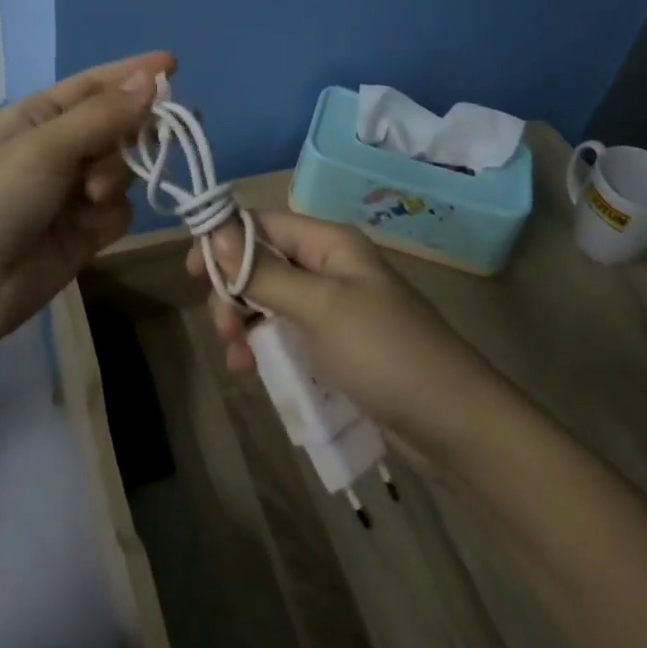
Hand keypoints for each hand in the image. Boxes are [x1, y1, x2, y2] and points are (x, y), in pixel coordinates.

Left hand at [0, 52, 174, 342]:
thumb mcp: (46, 147)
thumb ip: (104, 115)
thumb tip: (153, 78)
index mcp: (42, 115)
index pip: (98, 84)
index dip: (135, 73)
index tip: (174, 64)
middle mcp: (61, 147)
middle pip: (119, 126)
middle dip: (133, 132)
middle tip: (166, 134)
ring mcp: (75, 191)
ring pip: (126, 169)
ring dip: (117, 177)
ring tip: (91, 195)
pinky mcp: (86, 231)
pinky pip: (122, 210)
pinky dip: (111, 215)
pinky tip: (89, 228)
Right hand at [192, 210, 505, 463]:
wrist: (453, 423)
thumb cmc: (385, 352)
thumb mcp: (319, 308)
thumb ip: (264, 272)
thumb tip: (214, 232)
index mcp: (330, 243)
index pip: (264, 224)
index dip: (225, 241)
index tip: (192, 274)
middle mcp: (330, 267)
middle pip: (264, 263)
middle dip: (235, 292)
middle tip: (224, 329)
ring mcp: (335, 308)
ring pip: (272, 302)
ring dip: (247, 325)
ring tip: (238, 360)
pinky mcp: (337, 345)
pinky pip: (289, 334)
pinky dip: (268, 347)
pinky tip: (254, 371)